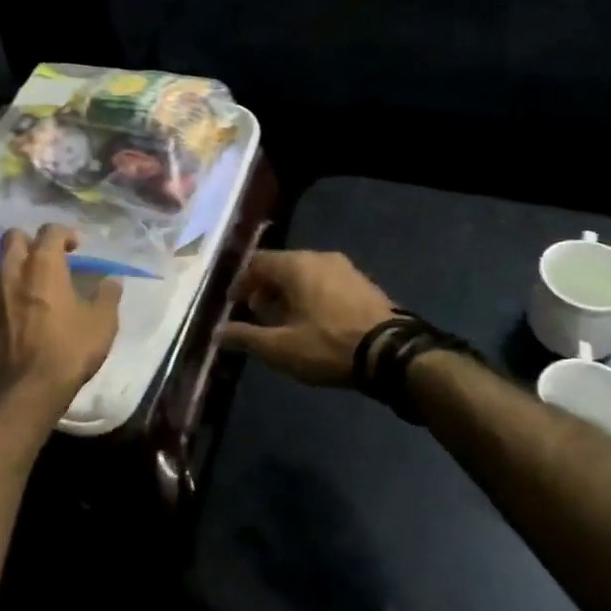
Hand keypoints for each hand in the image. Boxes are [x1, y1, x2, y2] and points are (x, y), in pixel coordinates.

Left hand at [0, 224, 122, 413]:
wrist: (23, 393)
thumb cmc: (67, 352)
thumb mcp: (102, 325)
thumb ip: (107, 296)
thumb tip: (112, 280)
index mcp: (42, 267)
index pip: (49, 231)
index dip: (64, 234)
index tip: (76, 248)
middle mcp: (12, 273)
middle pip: (13, 238)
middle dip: (30, 241)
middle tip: (48, 259)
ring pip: (1, 269)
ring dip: (17, 271)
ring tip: (35, 291)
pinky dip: (7, 300)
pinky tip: (21, 320)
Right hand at [220, 250, 395, 385]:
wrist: (392, 353)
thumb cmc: (328, 345)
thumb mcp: (280, 348)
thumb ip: (246, 337)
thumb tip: (218, 333)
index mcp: (296, 264)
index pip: (257, 262)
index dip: (241, 283)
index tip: (234, 305)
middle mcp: (319, 257)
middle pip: (281, 266)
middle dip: (265, 289)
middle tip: (257, 314)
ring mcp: (345, 268)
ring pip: (305, 274)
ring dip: (289, 294)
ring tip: (285, 322)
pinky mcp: (364, 283)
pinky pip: (326, 282)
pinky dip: (312, 296)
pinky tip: (314, 323)